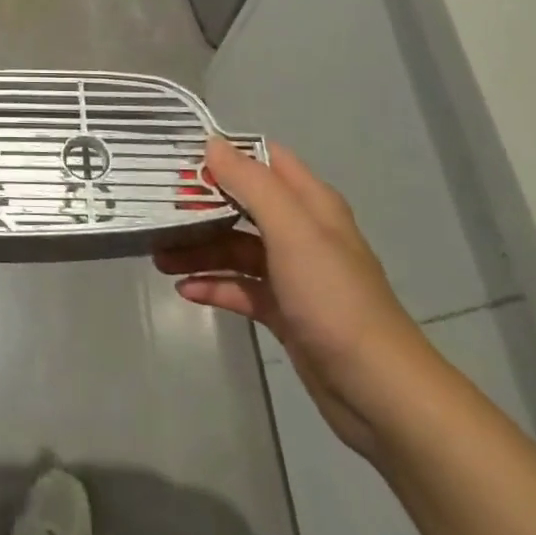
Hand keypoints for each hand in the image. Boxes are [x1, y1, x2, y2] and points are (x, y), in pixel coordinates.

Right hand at [154, 138, 436, 456]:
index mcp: (311, 205)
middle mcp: (301, 233)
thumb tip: (212, 144)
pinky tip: (185, 290)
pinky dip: (214, 285)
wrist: (377, 390)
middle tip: (157, 210)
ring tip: (159, 258)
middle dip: (201, 205)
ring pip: (236, 248)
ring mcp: (292, 274)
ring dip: (199, 249)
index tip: (179, 158)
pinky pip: (240, 287)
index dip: (225, 154)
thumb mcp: (292, 232)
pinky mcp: (284, 311)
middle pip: (242, 205)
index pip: (265, 160)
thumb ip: (252, 184)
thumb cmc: (334, 299)